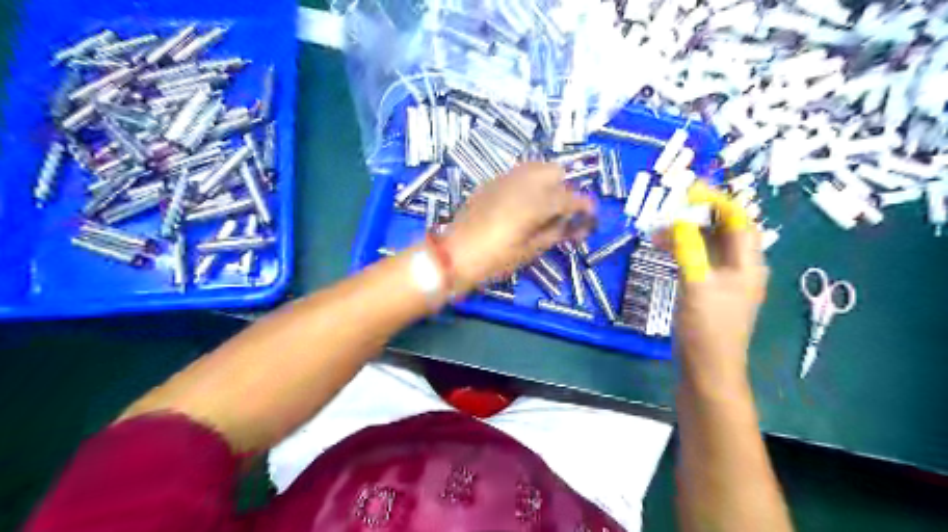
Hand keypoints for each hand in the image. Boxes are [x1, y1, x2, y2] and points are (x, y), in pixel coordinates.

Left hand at [439, 164, 590, 291]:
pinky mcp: (491, 182)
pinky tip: (525, 201)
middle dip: (566, 187)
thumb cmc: (495, 259)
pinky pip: (518, 173)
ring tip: (546, 204)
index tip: (591, 216)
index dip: (585, 206)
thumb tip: (575, 226)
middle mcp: (524, 182)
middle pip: (556, 171)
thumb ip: (556, 233)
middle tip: (565, 210)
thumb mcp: (530, 250)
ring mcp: (505, 178)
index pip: (571, 197)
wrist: (454, 254)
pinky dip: (529, 182)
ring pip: (537, 167)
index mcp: (537, 201)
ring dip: (548, 181)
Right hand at [665, 184, 768, 388]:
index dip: (718, 202)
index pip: (739, 221)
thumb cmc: (707, 328)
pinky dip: (682, 251)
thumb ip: (689, 249)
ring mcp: (724, 281)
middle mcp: (741, 268)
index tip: (691, 190)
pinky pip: (698, 261)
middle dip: (699, 216)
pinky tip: (663, 249)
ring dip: (686, 234)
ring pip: (708, 246)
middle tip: (670, 207)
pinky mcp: (709, 291)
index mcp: (748, 264)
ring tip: (657, 231)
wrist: (707, 368)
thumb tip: (678, 219)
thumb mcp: (697, 284)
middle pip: (724, 231)